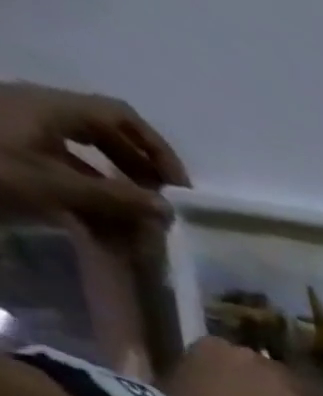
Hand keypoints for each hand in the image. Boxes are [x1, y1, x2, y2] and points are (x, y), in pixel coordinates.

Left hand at [0, 83, 186, 225]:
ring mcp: (24, 132)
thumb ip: (116, 198)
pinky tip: (103, 231)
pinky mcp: (13, 152)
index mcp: (51, 109)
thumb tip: (168, 209)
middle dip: (142, 177)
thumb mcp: (55, 187)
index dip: (158, 150)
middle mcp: (40, 113)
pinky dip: (93, 202)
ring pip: (90, 161)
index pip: (122, 117)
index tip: (180, 190)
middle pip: (109, 138)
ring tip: (136, 233)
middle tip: (161, 213)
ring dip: (120, 197)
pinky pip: (67, 173)